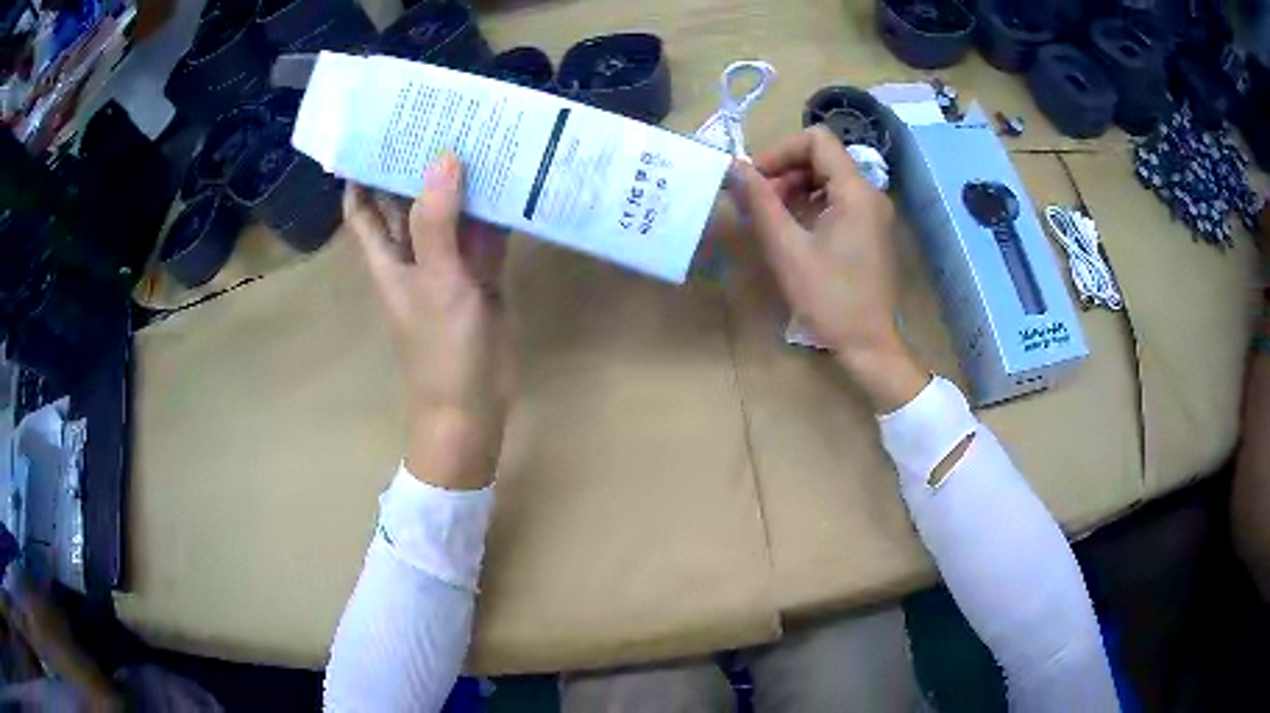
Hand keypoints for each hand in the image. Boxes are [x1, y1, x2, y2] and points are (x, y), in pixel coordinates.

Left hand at [344, 155, 510, 489]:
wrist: (473, 404)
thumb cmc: (440, 349)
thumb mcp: (435, 282)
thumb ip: (437, 222)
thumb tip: (441, 158)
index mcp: (388, 256)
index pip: (363, 207)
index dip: (362, 172)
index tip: (375, 132)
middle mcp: (414, 253)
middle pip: (408, 200)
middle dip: (417, 163)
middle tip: (439, 116)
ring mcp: (449, 263)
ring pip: (451, 212)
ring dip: (461, 180)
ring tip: (480, 132)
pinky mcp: (482, 274)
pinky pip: (485, 233)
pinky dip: (495, 209)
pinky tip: (513, 178)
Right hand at [730, 126, 927, 412]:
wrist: (869, 344)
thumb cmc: (829, 298)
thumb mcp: (787, 248)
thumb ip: (761, 202)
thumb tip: (735, 168)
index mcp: (855, 191)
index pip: (816, 140)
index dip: (780, 150)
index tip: (756, 178)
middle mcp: (870, 193)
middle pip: (823, 158)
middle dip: (785, 171)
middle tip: (758, 201)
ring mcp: (874, 213)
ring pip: (829, 179)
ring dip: (796, 189)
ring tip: (771, 217)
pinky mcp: (871, 230)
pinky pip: (839, 201)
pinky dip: (812, 205)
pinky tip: (793, 230)